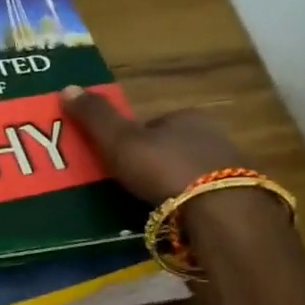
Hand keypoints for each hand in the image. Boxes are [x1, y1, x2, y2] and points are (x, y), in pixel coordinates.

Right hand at [58, 87, 243, 202]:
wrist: (218, 209)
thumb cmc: (164, 167)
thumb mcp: (120, 140)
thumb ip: (96, 117)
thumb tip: (66, 87)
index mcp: (185, 116)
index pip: (153, 124)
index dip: (133, 140)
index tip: (117, 160)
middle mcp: (212, 135)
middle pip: (173, 147)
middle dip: (154, 163)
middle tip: (131, 186)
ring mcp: (229, 167)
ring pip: (191, 172)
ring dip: (173, 185)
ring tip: (151, 206)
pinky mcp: (238, 197)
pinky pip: (205, 196)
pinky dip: (190, 204)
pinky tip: (176, 218)